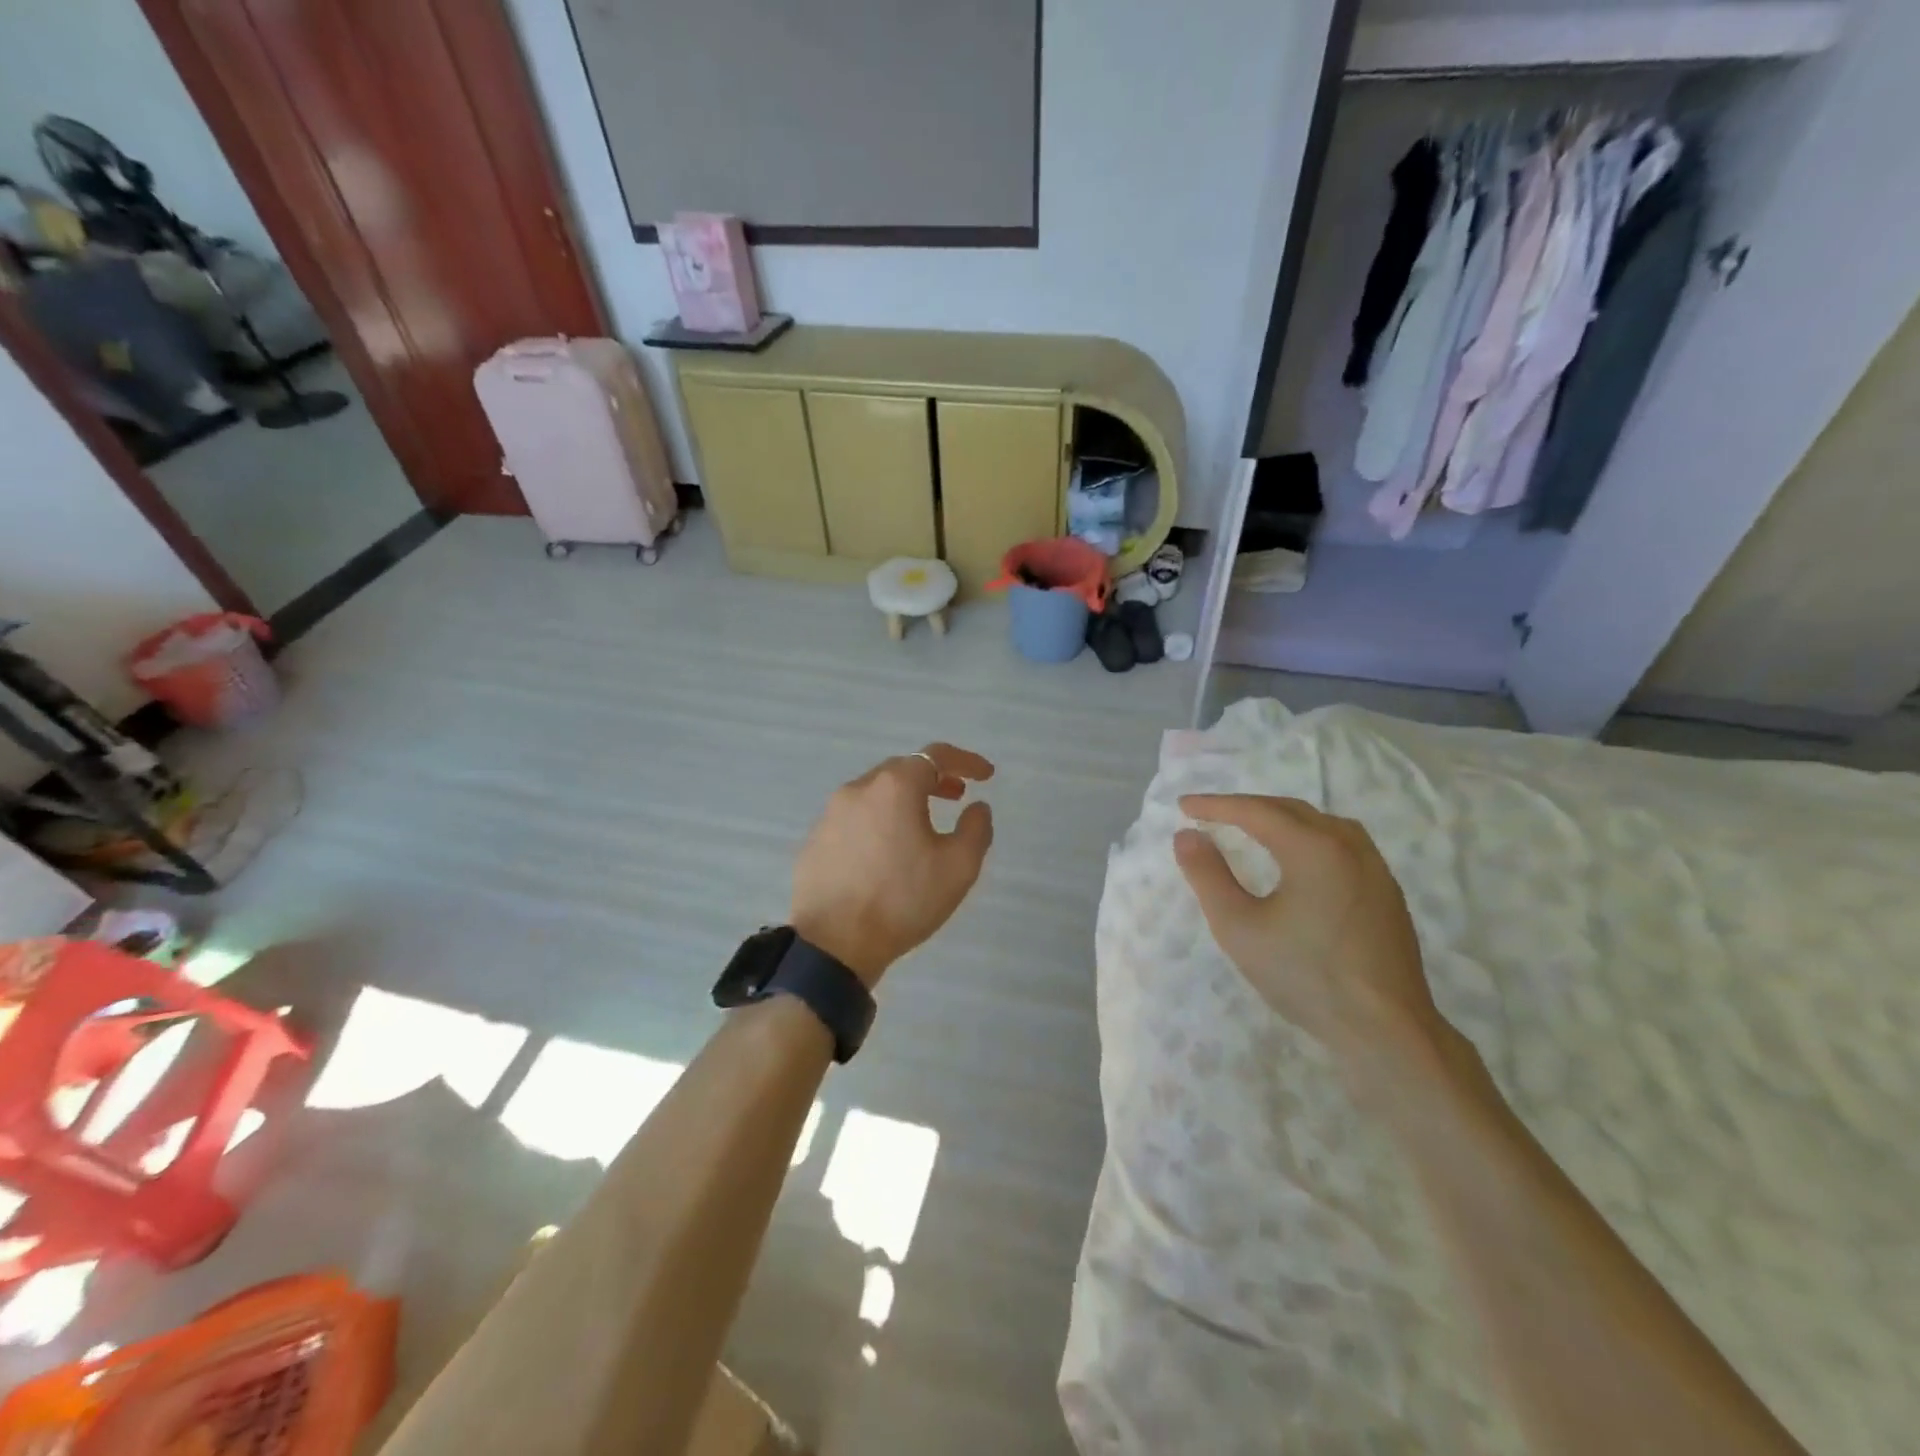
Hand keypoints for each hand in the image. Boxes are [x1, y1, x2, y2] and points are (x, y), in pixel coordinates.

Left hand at [790, 743, 995, 988]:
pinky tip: (886, 851)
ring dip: (903, 799)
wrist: (833, 944)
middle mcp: (858, 789)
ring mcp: (830, 814)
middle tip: (956, 797)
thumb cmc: (902, 900)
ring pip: (875, 793)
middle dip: (933, 778)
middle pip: (902, 770)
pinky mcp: (815, 839)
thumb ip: (976, 829)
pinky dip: (878, 820)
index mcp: (895, 787)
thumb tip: (977, 807)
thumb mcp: (958, 867)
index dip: (966, 761)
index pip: (936, 756)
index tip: (986, 776)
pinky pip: (854, 818)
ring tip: (922, 826)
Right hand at [1174, 795, 1447, 1080]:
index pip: (1255, 811)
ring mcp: (1375, 867)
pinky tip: (1297, 857)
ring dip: (1279, 818)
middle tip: (1209, 814)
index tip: (1183, 805)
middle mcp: (1349, 845)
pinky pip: (1341, 843)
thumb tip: (1186, 835)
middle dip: (1246, 807)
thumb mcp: (1239, 928)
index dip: (1216, 805)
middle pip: (1290, 810)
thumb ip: (1208, 876)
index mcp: (1314, 849)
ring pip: (1320, 823)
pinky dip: (1307, 835)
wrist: (1386, 1031)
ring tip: (1250, 827)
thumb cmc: (1305, 977)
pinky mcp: (1386, 891)